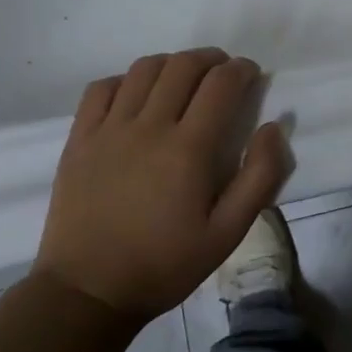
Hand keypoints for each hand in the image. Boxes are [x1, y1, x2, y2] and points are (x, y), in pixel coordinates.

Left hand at [35, 49, 288, 322]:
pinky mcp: (79, 139)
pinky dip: (126, 80)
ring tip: (185, 78)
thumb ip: (259, 177)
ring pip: (144, 69)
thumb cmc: (165, 264)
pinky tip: (137, 96)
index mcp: (188, 149)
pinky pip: (101, 88)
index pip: (221, 84)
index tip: (251, 75)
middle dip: (211, 59)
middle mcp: (148, 127)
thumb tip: (273, 127)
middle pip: (183, 66)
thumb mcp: (228, 232)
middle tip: (224, 72)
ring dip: (172, 63)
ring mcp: (108, 130)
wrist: (88, 292)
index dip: (242, 70)